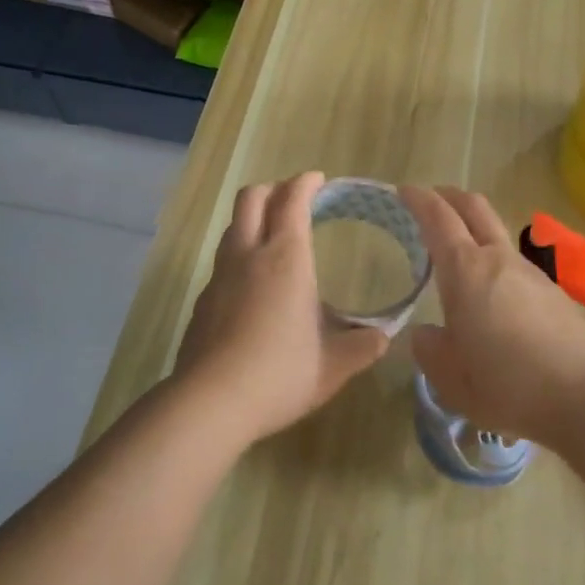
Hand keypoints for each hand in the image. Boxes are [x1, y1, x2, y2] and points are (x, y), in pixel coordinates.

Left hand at [174, 172, 389, 442]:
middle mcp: (248, 255)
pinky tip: (253, 285)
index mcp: (285, 258)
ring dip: (253, 219)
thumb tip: (382, 337)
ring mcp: (219, 276)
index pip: (292, 200)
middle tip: (295, 200)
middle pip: (252, 198)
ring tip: (274, 237)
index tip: (318, 180)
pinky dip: (240, 254)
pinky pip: (222, 260)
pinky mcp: (202, 301)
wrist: (209, 404)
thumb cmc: (279, 375)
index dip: (305, 183)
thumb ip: (362, 346)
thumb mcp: (333, 366)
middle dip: (274, 189)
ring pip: (233, 226)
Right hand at [400, 186, 584, 447]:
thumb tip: (427, 333)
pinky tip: (493, 296)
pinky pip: (515, 264)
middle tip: (431, 201)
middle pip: (474, 207)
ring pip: (497, 234)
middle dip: (449, 197)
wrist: (584, 397)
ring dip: (475, 230)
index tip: (403, 191)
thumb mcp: (450, 378)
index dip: (418, 199)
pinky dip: (495, 262)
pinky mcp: (553, 291)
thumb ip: (430, 350)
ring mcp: (531, 272)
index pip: (438, 217)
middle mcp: (498, 259)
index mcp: (465, 270)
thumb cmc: (506, 384)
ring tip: (459, 257)